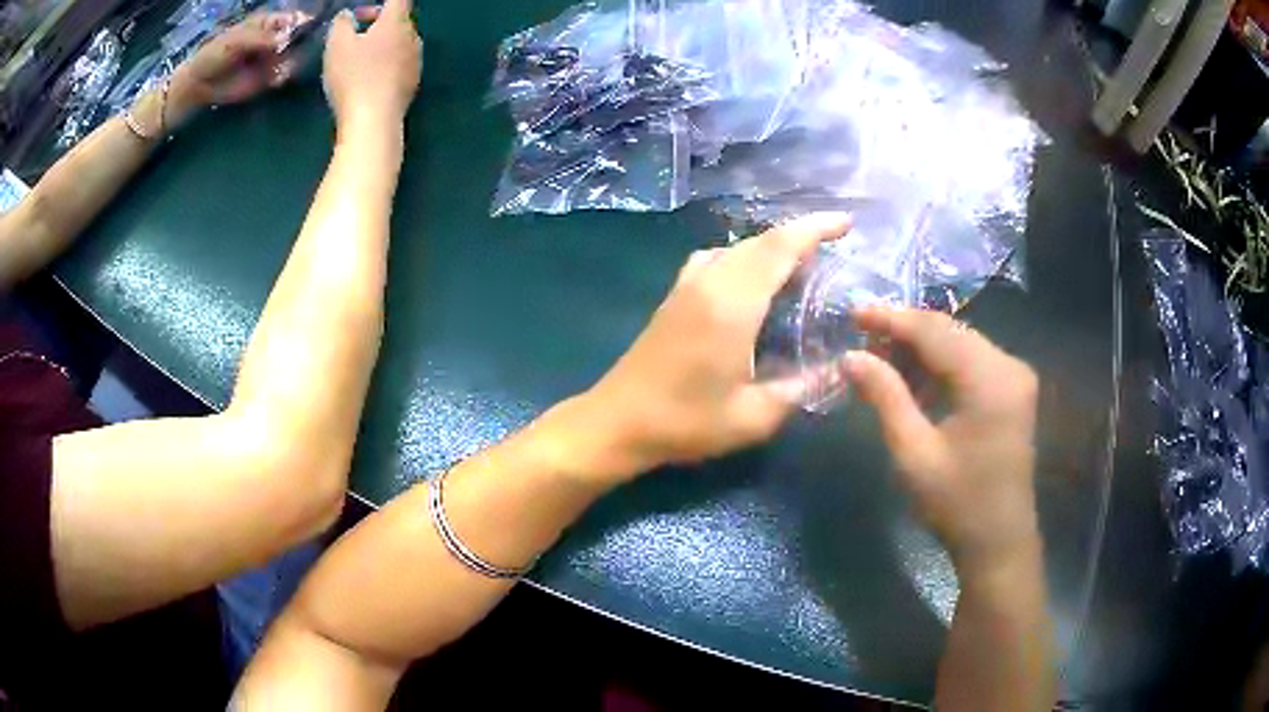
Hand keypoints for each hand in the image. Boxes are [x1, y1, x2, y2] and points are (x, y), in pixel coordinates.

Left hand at [168, 12, 307, 123]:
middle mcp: (274, 38)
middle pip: (298, 37)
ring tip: (282, 70)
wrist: (198, 84)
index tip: (307, 27)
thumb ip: (260, 39)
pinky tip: (276, 81)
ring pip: (293, 57)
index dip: (303, 21)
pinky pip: (282, 76)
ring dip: (292, 62)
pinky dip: (283, 77)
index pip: (293, 17)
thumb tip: (286, 38)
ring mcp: (272, 59)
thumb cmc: (213, 55)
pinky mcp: (267, 79)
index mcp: (268, 23)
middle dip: (300, 43)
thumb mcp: (235, 41)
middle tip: (291, 53)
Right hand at [323, 0, 422, 134]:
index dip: (383, 1)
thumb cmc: (353, 77)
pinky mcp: (413, 83)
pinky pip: (401, 62)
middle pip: (400, 20)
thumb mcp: (336, 46)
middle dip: (378, 20)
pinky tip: (371, 75)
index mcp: (396, 22)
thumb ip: (341, 24)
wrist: (374, 121)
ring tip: (361, 53)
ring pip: (402, 42)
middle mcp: (412, 37)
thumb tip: (347, 16)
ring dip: (383, 41)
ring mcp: (416, 61)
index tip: (364, 11)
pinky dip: (388, 61)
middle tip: (355, 30)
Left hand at [579, 213, 852, 481]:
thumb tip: (837, 369)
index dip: (815, 228)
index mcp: (732, 303)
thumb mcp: (753, 417)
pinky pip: (715, 260)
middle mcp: (709, 282)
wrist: (617, 422)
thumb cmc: (685, 422)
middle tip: (833, 250)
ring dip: (770, 248)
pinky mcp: (673, 297)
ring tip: (799, 269)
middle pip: (760, 242)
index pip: (780, 247)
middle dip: (800, 236)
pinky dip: (743, 259)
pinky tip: (751, 285)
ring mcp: (686, 286)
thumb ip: (800, 388)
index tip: (846, 224)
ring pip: (736, 248)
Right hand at [846, 308, 1040, 575]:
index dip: (892, 319)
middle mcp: (1008, 365)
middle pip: (950, 331)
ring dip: (922, 348)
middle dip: (905, 331)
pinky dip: (941, 365)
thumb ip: (885, 397)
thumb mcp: (913, 453)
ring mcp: (1015, 376)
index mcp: (989, 379)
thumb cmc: (955, 503)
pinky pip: (972, 361)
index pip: (935, 331)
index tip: (853, 312)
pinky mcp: (1013, 390)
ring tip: (881, 359)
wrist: (998, 541)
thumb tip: (851, 356)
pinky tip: (915, 380)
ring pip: (960, 343)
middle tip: (862, 338)